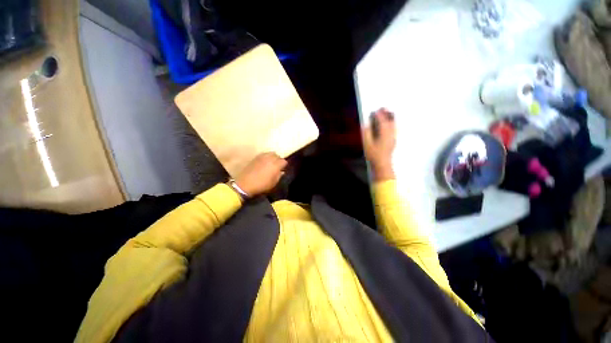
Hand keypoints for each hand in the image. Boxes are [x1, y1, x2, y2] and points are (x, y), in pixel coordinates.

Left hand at [235, 152, 286, 196]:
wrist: (245, 184)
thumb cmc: (261, 185)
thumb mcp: (273, 183)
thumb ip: (279, 176)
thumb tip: (281, 171)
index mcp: (275, 165)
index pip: (284, 161)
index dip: (284, 165)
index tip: (282, 169)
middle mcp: (270, 158)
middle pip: (277, 155)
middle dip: (278, 160)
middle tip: (277, 166)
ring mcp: (262, 157)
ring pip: (271, 153)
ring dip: (272, 157)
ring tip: (271, 163)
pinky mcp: (256, 157)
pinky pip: (264, 154)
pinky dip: (266, 157)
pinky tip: (264, 162)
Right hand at [362, 108, 395, 181]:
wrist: (382, 163)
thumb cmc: (374, 154)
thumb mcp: (367, 144)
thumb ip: (367, 133)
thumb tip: (366, 124)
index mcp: (384, 134)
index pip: (382, 121)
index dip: (379, 115)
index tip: (375, 111)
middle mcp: (391, 134)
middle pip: (390, 121)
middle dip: (387, 114)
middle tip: (383, 108)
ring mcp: (393, 137)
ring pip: (394, 124)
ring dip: (391, 117)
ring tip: (387, 112)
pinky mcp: (393, 140)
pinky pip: (394, 128)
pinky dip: (392, 123)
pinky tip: (389, 123)